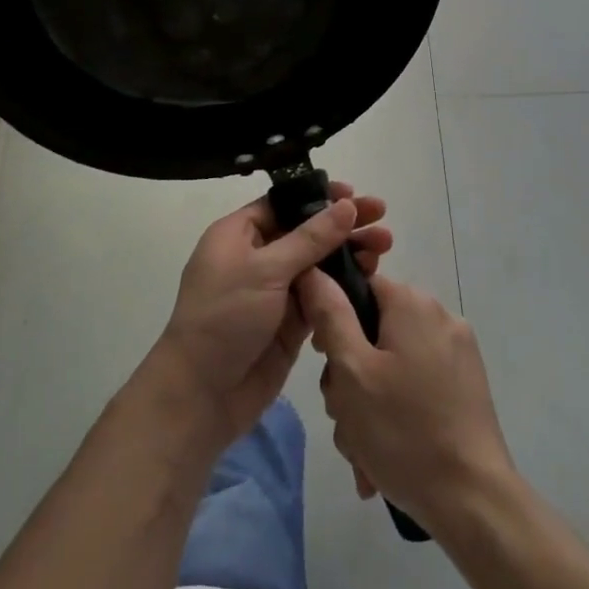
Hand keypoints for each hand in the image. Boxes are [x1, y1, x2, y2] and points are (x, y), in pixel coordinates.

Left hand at [150, 183, 392, 445]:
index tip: (354, 194)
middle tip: (382, 220)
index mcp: (237, 235)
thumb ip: (310, 238)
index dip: (318, 197)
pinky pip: (322, 296)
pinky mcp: (290, 322)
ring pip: (318, 264)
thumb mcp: (266, 270)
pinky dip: (344, 286)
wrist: (203, 394)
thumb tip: (345, 205)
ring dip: (349, 254)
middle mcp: (256, 258)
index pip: (283, 204)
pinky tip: (371, 278)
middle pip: (306, 232)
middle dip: (343, 226)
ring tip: (384, 248)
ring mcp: (274, 291)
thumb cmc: (226, 317)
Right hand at [297, 270, 516, 535]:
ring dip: (368, 403)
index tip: (325, 362)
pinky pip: (415, 385)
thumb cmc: (402, 430)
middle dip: (349, 376)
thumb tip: (313, 271)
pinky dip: (396, 413)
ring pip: (391, 365)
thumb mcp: (351, 371)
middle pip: (373, 331)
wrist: (472, 500)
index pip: (358, 287)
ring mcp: (458, 353)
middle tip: (344, 415)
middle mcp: (440, 317)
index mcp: (412, 303)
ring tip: (363, 449)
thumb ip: (329, 315)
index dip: (332, 320)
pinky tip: (385, 455)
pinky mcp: (466, 386)